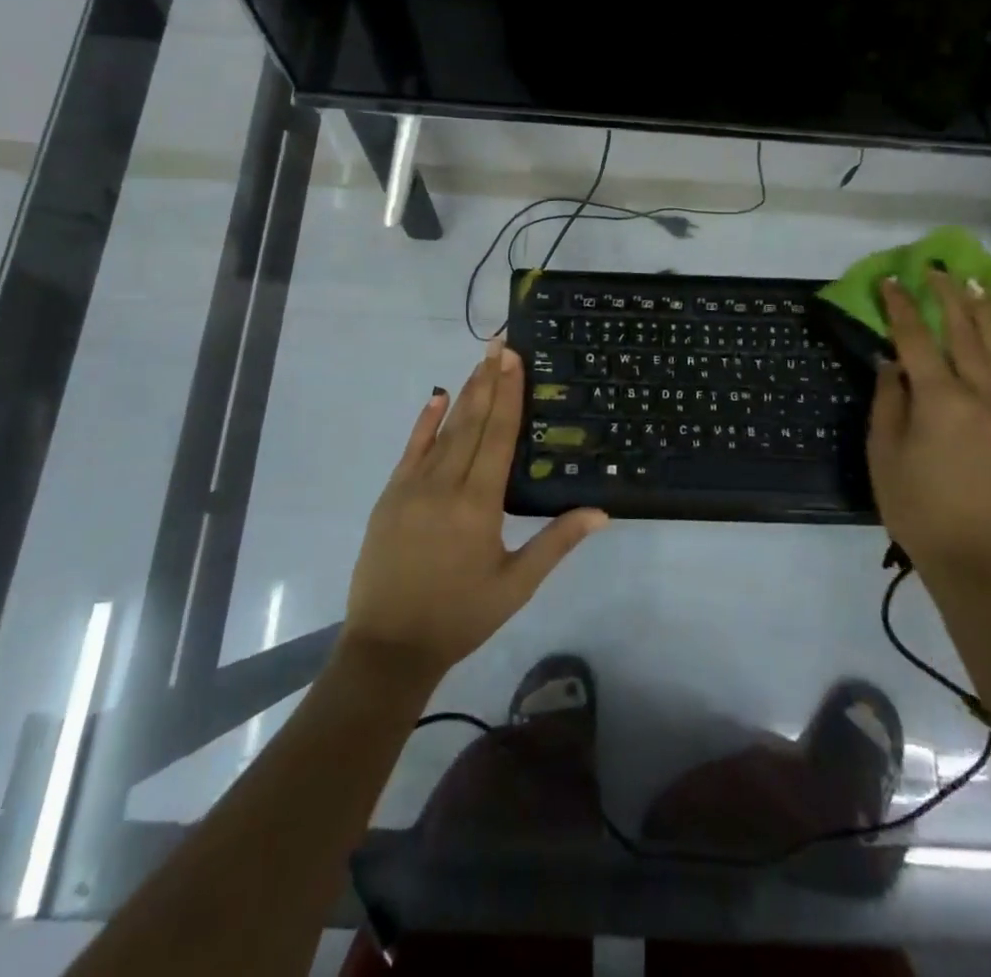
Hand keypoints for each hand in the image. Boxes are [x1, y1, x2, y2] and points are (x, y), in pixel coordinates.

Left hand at [343, 341, 608, 685]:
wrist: (389, 646)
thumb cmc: (460, 617)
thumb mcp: (516, 585)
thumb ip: (556, 543)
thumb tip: (600, 511)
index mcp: (479, 504)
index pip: (499, 435)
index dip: (509, 393)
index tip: (514, 358)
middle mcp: (445, 484)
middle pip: (472, 422)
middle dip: (489, 380)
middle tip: (501, 343)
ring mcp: (413, 487)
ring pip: (444, 431)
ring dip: (465, 394)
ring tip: (480, 362)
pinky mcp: (391, 496)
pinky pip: (411, 449)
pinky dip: (425, 422)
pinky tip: (437, 396)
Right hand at [867, 270, 990, 583]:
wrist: (978, 559)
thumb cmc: (917, 508)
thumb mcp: (884, 454)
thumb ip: (888, 402)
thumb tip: (892, 364)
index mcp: (939, 400)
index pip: (916, 339)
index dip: (902, 307)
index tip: (891, 281)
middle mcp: (980, 396)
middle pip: (964, 334)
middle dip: (949, 297)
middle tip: (937, 270)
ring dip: (985, 315)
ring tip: (977, 287)